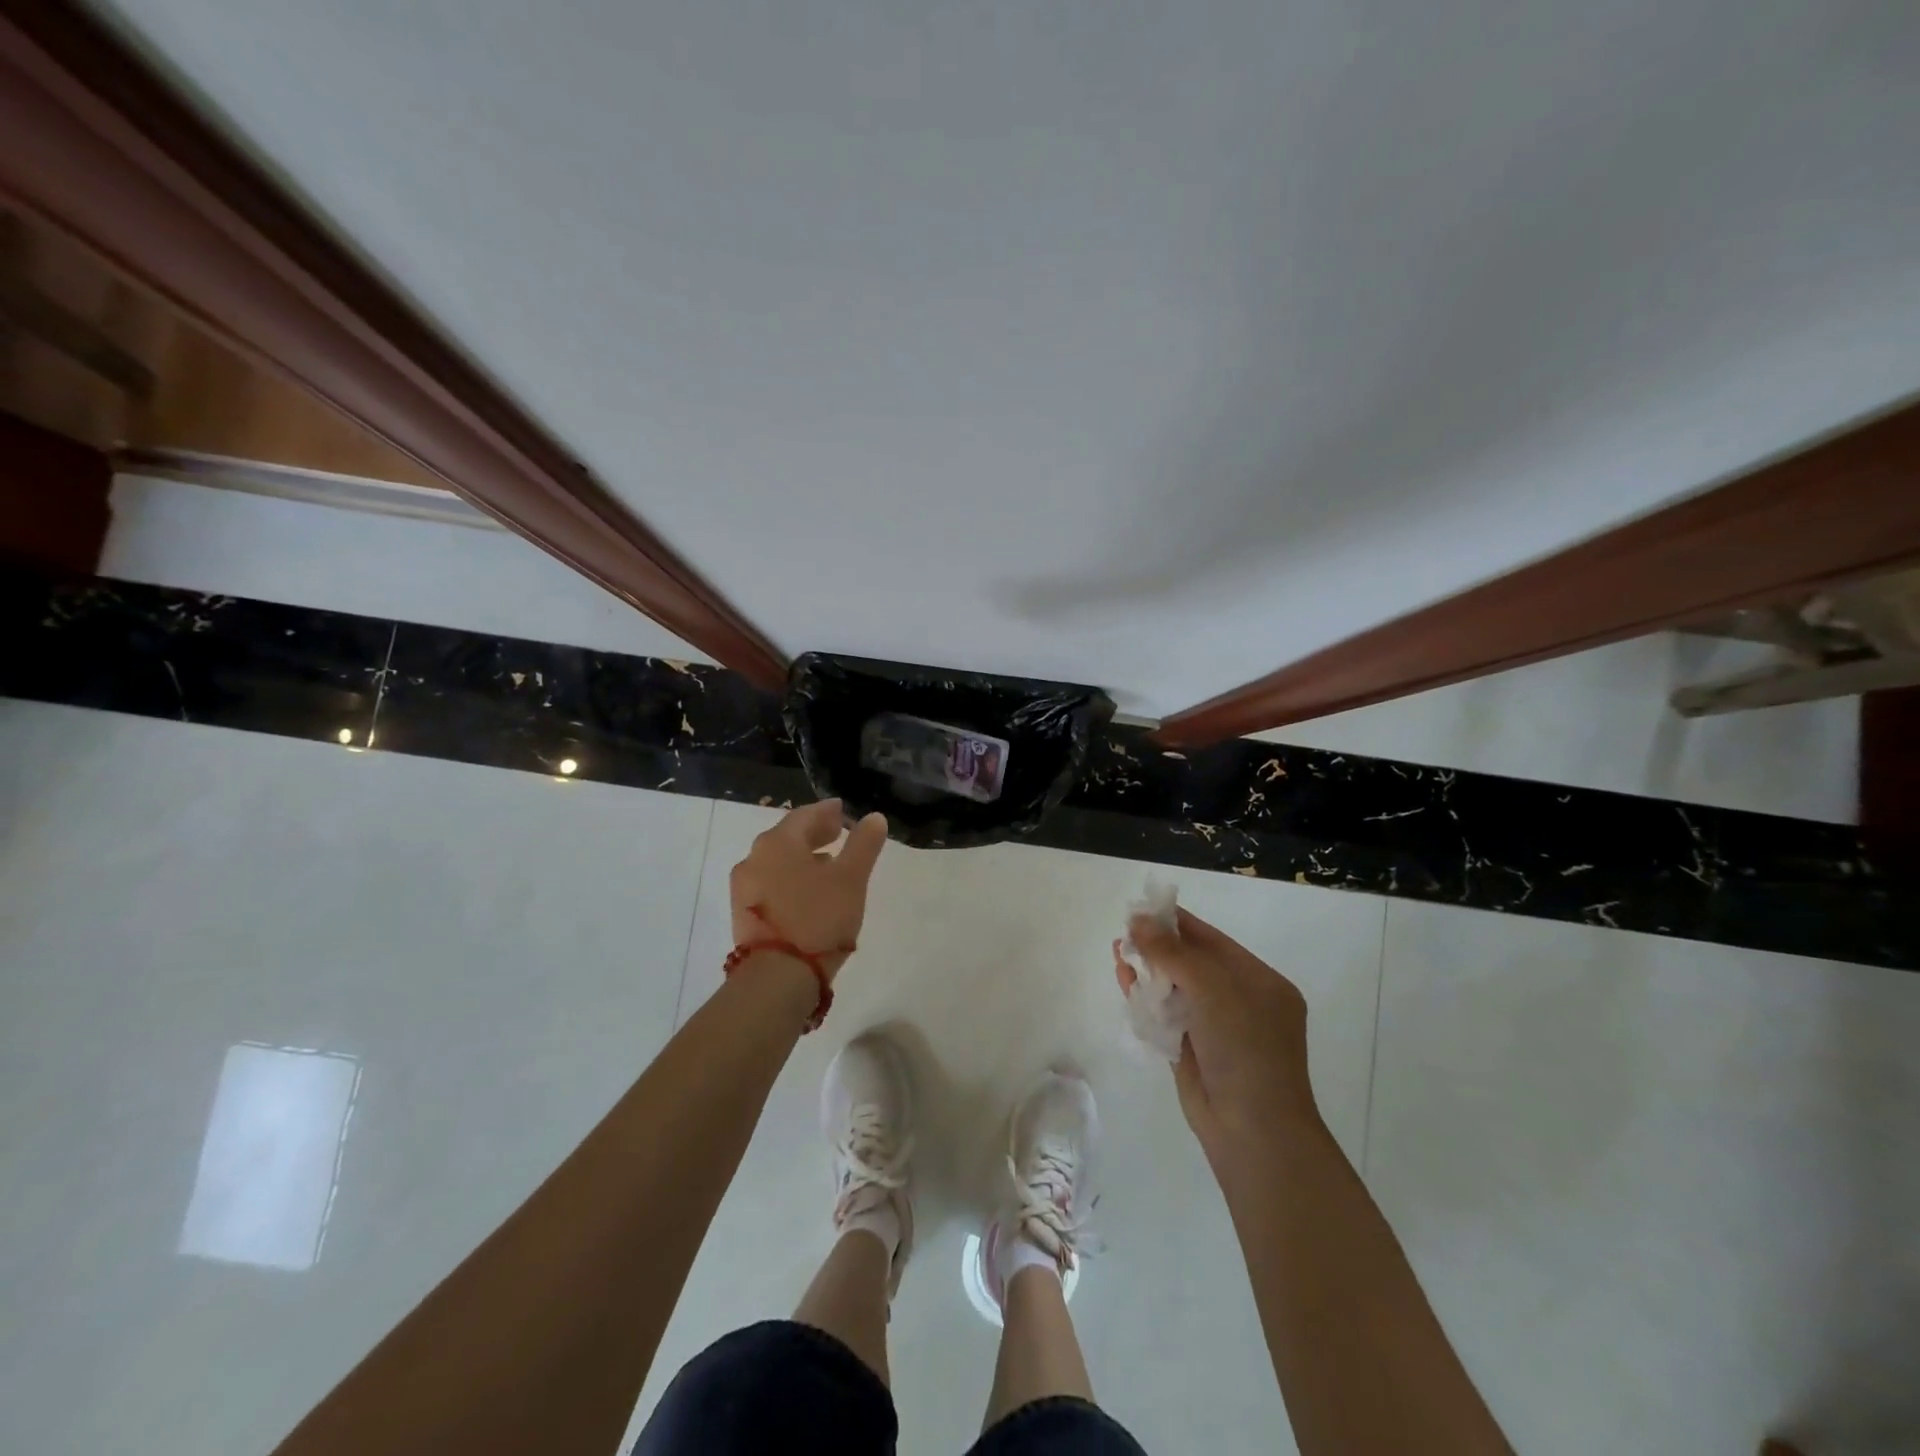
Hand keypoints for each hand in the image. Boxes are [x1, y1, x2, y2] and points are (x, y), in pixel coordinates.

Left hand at [730, 799, 887, 982]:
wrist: (776, 978)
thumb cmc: (818, 919)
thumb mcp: (851, 879)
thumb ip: (863, 845)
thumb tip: (874, 817)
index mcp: (777, 842)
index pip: (804, 815)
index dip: (826, 811)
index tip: (843, 811)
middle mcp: (754, 858)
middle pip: (788, 836)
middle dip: (814, 833)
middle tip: (839, 833)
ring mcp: (744, 888)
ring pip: (777, 861)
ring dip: (802, 857)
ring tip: (829, 864)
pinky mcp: (743, 913)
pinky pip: (770, 883)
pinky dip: (790, 878)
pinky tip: (808, 892)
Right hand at [1113, 907, 1321, 1167]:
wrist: (1253, 1131)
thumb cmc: (1245, 1048)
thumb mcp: (1213, 989)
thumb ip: (1173, 952)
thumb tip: (1137, 920)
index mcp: (1260, 983)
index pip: (1213, 942)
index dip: (1177, 923)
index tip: (1143, 907)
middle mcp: (1240, 1002)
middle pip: (1192, 963)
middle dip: (1158, 946)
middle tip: (1124, 930)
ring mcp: (1216, 1029)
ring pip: (1176, 988)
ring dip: (1148, 969)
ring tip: (1117, 949)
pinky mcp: (1192, 1051)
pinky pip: (1166, 1015)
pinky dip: (1146, 997)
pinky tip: (1124, 978)